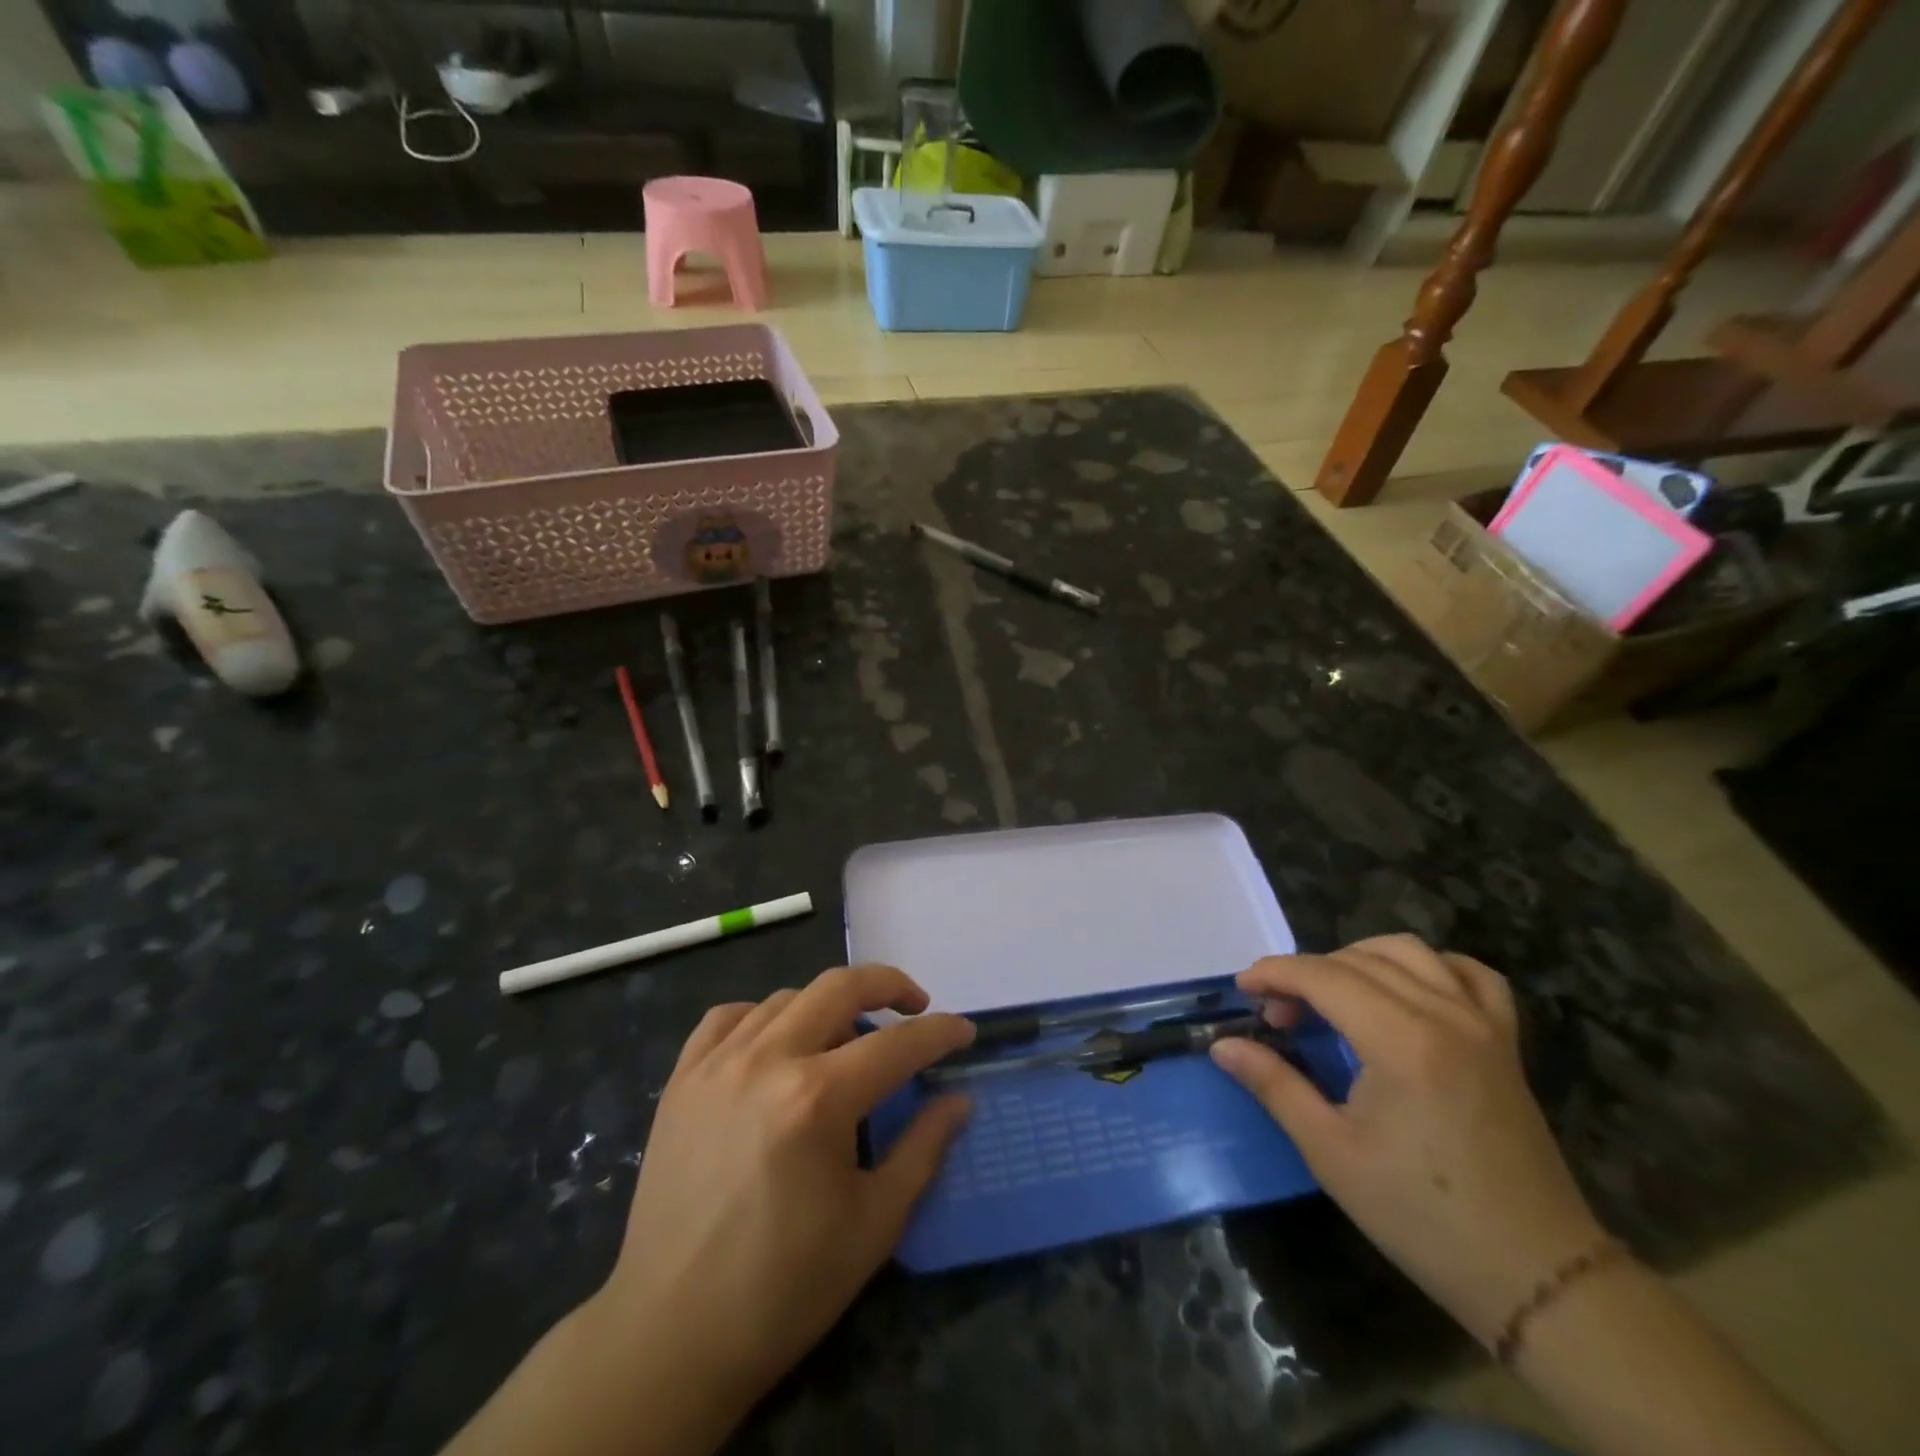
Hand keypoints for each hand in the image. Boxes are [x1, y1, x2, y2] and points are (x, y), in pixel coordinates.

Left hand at [593, 965, 973, 1429]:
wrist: (671, 1335)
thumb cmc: (784, 1287)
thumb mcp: (874, 1225)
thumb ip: (923, 1149)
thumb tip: (958, 1100)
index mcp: (817, 1099)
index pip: (897, 1044)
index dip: (940, 1033)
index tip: (965, 1032)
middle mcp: (767, 1062)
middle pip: (840, 988)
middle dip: (889, 984)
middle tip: (915, 1005)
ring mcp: (717, 1064)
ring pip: (788, 998)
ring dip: (829, 1006)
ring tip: (847, 1039)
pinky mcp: (682, 1080)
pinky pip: (727, 1017)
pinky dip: (762, 1016)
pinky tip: (775, 1043)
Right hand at [1210, 935, 1606, 1345]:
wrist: (1535, 1275)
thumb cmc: (1422, 1216)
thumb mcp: (1331, 1153)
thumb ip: (1274, 1085)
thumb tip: (1223, 1046)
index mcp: (1400, 1041)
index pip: (1322, 976)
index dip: (1274, 973)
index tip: (1242, 989)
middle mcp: (1444, 1016)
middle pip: (1358, 959)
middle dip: (1306, 973)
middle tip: (1279, 1016)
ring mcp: (1482, 1025)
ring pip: (1410, 953)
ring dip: (1359, 959)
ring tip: (1332, 995)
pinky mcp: (1505, 1043)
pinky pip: (1470, 976)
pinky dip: (1430, 968)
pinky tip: (1407, 991)